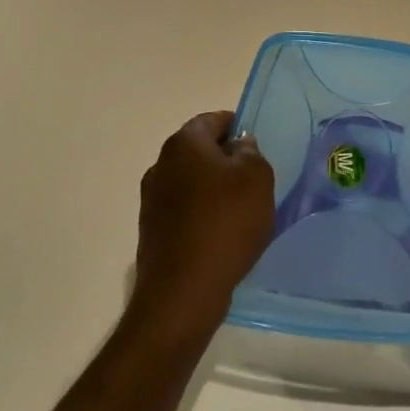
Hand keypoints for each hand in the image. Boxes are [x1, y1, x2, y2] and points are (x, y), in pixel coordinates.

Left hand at [133, 111, 276, 338]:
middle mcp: (160, 164)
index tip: (257, 145)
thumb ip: (251, 153)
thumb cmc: (225, 224)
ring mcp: (151, 199)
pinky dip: (203, 214)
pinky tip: (222, 235)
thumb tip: (239, 146)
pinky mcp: (151, 229)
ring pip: (191, 181)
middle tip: (255, 179)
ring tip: (242, 211)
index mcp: (184, 143)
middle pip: (200, 150)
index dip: (238, 127)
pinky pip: (184, 210)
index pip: (213, 120)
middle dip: (226, 159)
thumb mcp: (257, 179)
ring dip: (214, 189)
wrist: (183, 291)